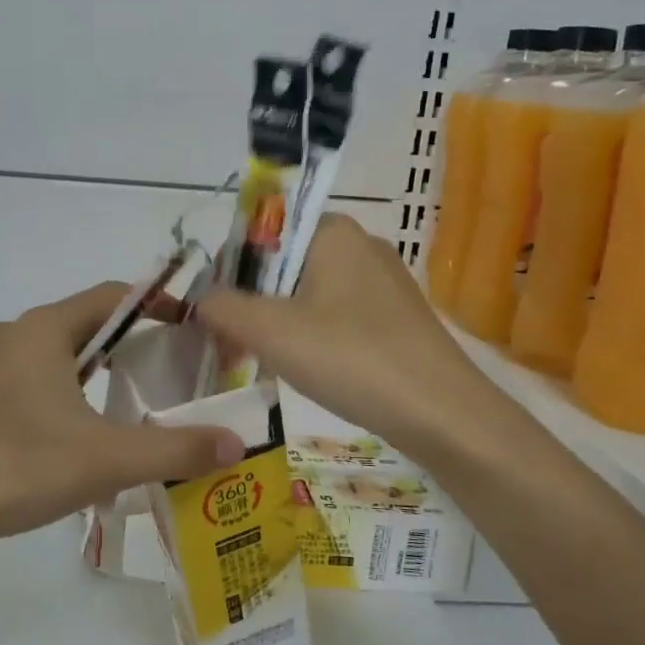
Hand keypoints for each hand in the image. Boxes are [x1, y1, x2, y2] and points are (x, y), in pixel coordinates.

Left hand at [0, 282, 243, 548]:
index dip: (154, 304)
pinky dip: (56, 390)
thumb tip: (237, 443)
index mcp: (42, 330)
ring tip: (120, 406)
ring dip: (88, 370)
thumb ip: (175, 449)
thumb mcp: (106, 460)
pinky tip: (65, 434)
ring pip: (50, 352)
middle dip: (125, 343)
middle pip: (81, 323)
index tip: (187, 327)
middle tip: (162, 372)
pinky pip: (24, 376)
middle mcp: (9, 333)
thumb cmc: (17, 467)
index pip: (111, 296)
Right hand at [196, 215, 490, 456]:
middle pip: (285, 263)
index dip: (230, 268)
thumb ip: (223, 308)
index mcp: (332, 230)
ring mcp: (385, 281)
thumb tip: (201, 301)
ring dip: (280, 321)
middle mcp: (361, 244)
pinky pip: (339, 314)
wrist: (443, 414)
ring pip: (310, 291)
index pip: (262, 232)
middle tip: (233, 342)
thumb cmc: (350, 358)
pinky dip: (313, 335)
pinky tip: (309, 369)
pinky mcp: (399, 316)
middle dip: (253, 301)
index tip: (215, 311)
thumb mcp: (270, 331)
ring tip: (263, 360)